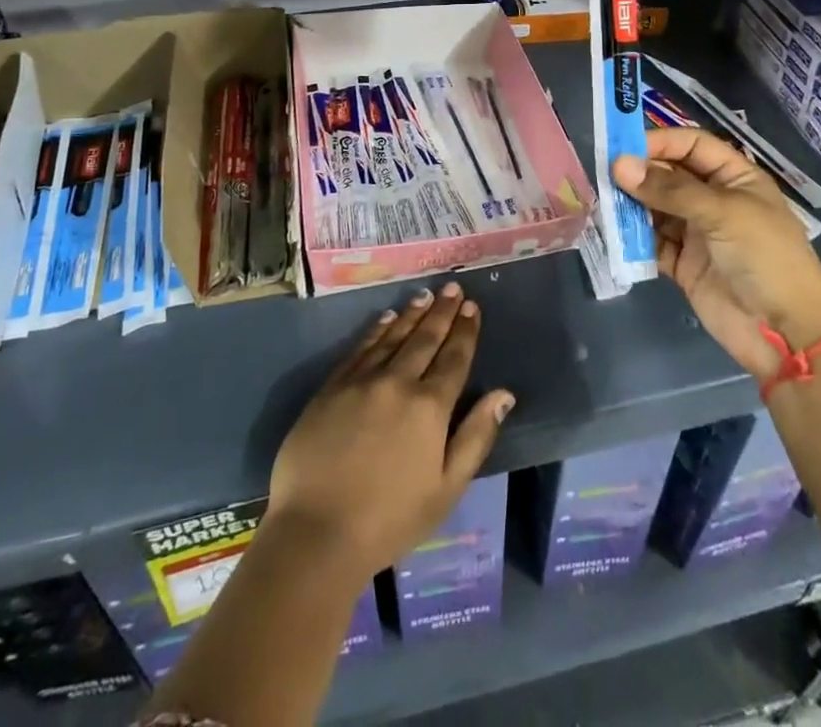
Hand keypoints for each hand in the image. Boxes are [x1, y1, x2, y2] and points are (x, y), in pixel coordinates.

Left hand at [267, 283, 513, 582]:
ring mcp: (361, 381)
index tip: (472, 307)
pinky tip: (385, 319)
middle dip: (442, 312)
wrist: (316, 532)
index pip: (454, 358)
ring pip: (392, 337)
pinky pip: (360, 348)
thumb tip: (504, 394)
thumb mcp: (447, 488)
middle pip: (425, 339)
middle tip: (452, 288)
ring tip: (425, 296)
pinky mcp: (331, 388)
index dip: (465, 331)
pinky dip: (376, 330)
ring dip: (411, 314)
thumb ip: (476, 436)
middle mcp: (398, 382)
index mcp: (430, 407)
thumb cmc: (390, 519)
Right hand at [612, 128, 820, 381]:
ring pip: (656, 208)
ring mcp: (698, 233)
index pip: (693, 145)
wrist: (786, 333)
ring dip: (632, 205)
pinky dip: (633, 238)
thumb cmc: (765, 257)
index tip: (623, 147)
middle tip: (603, 175)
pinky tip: (612, 232)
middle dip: (640, 173)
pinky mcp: (684, 265)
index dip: (661, 141)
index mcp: (735, 178)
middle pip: (670, 175)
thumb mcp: (722, 213)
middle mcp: (715, 200)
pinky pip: (653, 243)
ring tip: (603, 202)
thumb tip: (619, 165)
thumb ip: (669, 189)